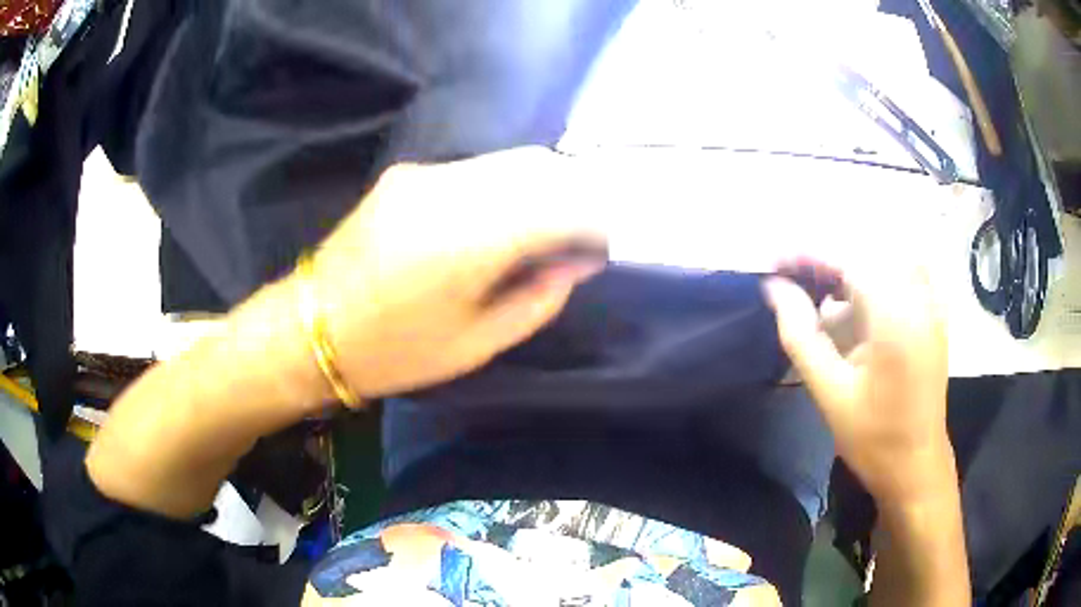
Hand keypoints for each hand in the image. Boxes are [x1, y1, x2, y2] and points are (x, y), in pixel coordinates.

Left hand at [307, 147, 606, 401]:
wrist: (311, 328)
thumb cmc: (396, 351)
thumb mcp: (478, 343)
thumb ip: (539, 297)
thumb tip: (578, 262)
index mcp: (471, 239)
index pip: (564, 204)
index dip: (597, 221)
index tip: (604, 246)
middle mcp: (451, 189)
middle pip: (541, 166)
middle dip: (576, 193)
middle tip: (584, 233)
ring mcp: (425, 174)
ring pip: (510, 160)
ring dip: (542, 186)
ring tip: (549, 225)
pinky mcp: (407, 174)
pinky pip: (476, 168)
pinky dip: (507, 185)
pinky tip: (503, 217)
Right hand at [763, 259, 950, 501]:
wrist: (916, 465)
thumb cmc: (873, 437)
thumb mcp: (830, 393)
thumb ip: (801, 336)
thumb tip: (774, 289)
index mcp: (895, 318)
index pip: (849, 259)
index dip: (808, 253)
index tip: (774, 262)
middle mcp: (918, 299)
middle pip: (866, 254)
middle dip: (825, 261)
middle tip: (792, 281)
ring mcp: (931, 305)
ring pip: (883, 262)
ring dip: (849, 272)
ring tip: (822, 298)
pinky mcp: (933, 316)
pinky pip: (902, 276)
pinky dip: (874, 282)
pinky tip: (858, 308)